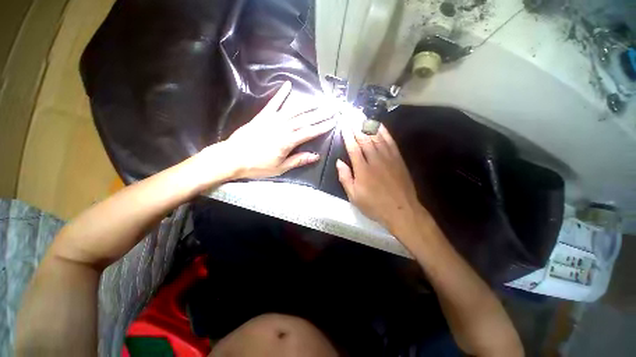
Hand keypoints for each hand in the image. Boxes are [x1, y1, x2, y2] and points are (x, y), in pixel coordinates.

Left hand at [220, 81, 335, 178]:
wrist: (233, 158)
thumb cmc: (257, 166)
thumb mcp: (280, 168)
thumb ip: (298, 160)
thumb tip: (315, 156)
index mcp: (287, 141)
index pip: (309, 132)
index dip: (322, 127)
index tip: (333, 121)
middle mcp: (282, 128)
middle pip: (304, 119)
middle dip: (320, 114)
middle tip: (331, 108)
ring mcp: (272, 119)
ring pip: (293, 110)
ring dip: (307, 105)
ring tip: (318, 101)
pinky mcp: (263, 116)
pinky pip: (274, 103)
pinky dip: (281, 93)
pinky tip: (288, 85)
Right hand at [336, 122, 424, 233]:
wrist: (401, 210)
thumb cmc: (374, 205)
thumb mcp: (354, 196)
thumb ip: (345, 178)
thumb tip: (339, 162)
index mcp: (362, 170)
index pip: (353, 147)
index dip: (347, 135)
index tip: (343, 124)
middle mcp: (374, 160)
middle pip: (364, 139)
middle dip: (356, 125)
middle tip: (350, 114)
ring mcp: (388, 158)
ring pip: (377, 137)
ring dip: (368, 125)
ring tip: (361, 115)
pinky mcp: (398, 159)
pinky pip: (390, 142)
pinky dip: (384, 132)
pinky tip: (379, 125)